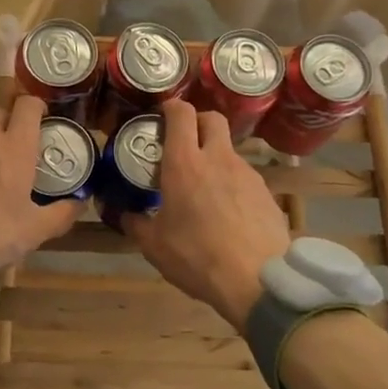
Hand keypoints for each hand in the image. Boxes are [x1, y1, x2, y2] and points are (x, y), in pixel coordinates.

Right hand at [124, 98, 288, 330]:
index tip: (161, 116)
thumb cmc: (198, 257)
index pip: (181, 114)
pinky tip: (227, 212)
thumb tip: (121, 212)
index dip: (171, 107)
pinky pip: (245, 176)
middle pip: (212, 118)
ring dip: (215, 157)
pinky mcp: (266, 192)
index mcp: (185, 163)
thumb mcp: (155, 246)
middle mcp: (218, 158)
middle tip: (184, 142)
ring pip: (229, 149)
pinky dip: (232, 183)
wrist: (258, 280)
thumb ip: (135, 223)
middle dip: (198, 121)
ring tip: (204, 188)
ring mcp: (247, 173)